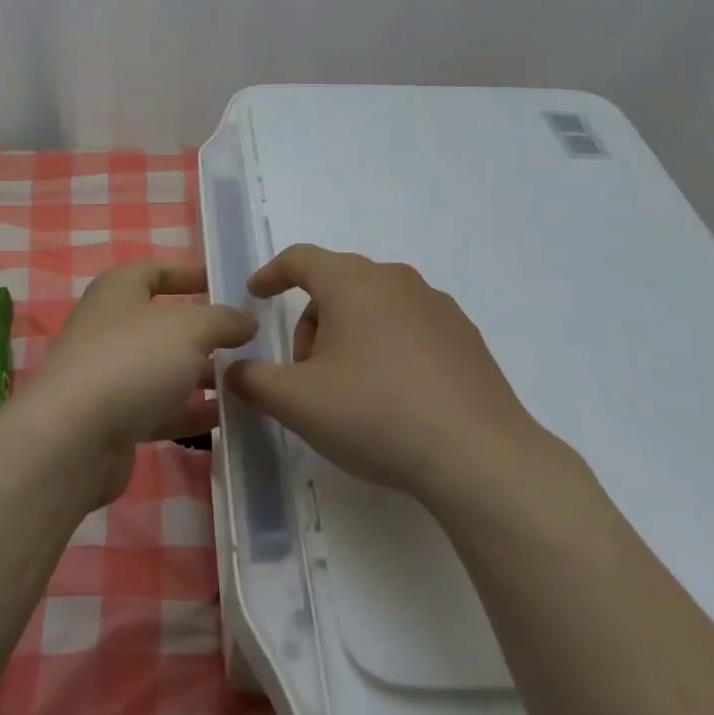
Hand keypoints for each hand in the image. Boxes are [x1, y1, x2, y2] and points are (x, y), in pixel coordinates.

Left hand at [17, 262, 255, 505]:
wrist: (73, 439)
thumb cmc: (132, 362)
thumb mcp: (189, 329)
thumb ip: (223, 320)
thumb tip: (247, 320)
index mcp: (118, 291)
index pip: (156, 272)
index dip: (189, 275)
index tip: (225, 286)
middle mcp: (110, 327)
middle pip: (164, 324)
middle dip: (206, 333)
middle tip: (249, 342)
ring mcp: (109, 375)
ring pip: (164, 369)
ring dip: (202, 375)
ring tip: (247, 382)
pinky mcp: (113, 418)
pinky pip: (160, 408)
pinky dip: (189, 411)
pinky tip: (225, 419)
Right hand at [228, 245, 557, 503]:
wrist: (478, 456)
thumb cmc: (375, 414)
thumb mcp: (296, 402)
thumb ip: (253, 381)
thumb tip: (235, 371)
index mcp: (352, 282)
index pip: (300, 258)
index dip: (271, 274)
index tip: (256, 295)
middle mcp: (396, 280)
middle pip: (337, 285)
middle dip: (311, 321)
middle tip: (304, 371)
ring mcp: (437, 306)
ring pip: (374, 306)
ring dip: (349, 335)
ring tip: (349, 389)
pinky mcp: (466, 337)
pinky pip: (409, 327)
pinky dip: (387, 347)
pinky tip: (393, 396)